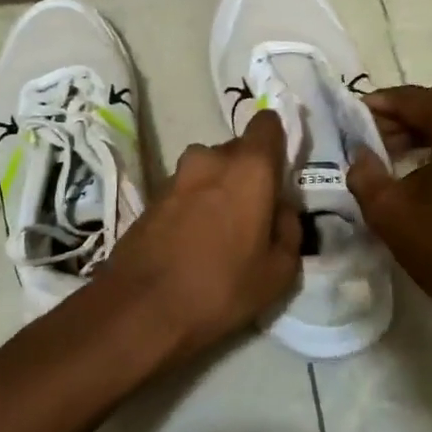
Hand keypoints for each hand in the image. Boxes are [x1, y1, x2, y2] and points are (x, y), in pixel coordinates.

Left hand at [94, 109, 300, 359]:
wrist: (142, 308)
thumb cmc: (222, 287)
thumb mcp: (279, 271)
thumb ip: (289, 228)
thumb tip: (281, 208)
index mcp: (248, 167)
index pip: (267, 124)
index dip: (277, 140)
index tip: (281, 169)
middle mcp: (209, 158)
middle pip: (237, 151)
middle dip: (248, 173)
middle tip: (255, 213)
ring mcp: (176, 176)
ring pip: (209, 171)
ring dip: (218, 190)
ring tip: (223, 233)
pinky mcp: (152, 196)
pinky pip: (186, 191)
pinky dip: (194, 205)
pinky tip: (195, 242)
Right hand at [345, 82, 431, 352]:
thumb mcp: (389, 213)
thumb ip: (364, 173)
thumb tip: (359, 152)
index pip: (416, 99)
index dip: (381, 103)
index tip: (353, 116)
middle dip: (406, 111)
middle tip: (375, 135)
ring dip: (428, 124)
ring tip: (395, 152)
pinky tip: (425, 166)